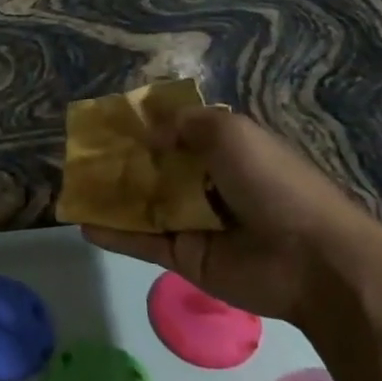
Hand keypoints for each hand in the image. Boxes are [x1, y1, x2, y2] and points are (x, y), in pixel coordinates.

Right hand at [81, 107, 381, 322]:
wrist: (311, 260)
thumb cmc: (273, 183)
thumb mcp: (232, 132)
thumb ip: (187, 125)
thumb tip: (151, 135)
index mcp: (224, 151)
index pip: (177, 133)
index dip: (145, 126)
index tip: (108, 120)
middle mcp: (206, 184)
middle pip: (154, 169)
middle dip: (120, 161)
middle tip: (81, 154)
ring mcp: (193, 223)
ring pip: (142, 205)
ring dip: (109, 196)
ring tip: (71, 186)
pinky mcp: (183, 257)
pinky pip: (141, 241)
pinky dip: (113, 234)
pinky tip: (82, 224)